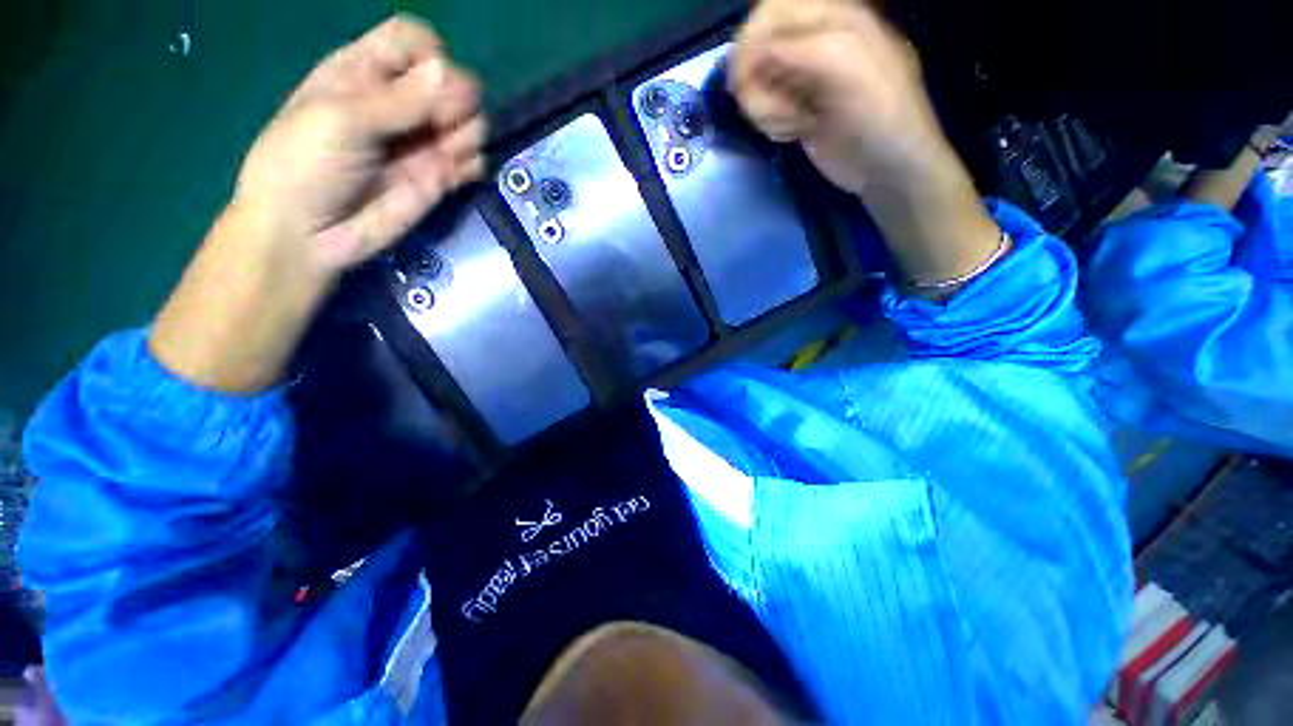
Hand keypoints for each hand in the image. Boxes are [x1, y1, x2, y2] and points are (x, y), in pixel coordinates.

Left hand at [235, 15, 484, 277]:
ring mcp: (422, 143)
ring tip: (447, 152)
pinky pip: (473, 162)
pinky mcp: (439, 178)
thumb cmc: (305, 165)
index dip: (431, 56)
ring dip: (468, 132)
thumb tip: (454, 76)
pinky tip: (457, 172)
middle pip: (451, 82)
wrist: (309, 234)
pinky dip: (473, 164)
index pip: (415, 43)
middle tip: (441, 123)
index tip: (430, 82)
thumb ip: (400, 100)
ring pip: (469, 122)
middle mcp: (400, 104)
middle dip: (457, 99)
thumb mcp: (341, 119)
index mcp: (364, 73)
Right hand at [731, 0, 944, 196]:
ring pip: (756, 82)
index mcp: (832, 15)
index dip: (750, 43)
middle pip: (756, 48)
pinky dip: (771, 123)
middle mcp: (813, 40)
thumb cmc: (876, 114)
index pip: (770, 11)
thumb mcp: (841, 64)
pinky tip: (795, 131)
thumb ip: (793, 48)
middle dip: (757, 83)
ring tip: (796, 122)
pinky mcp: (796, 108)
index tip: (744, 82)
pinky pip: (764, 107)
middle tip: (777, 109)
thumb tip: (748, 58)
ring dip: (766, 108)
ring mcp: (803, 77)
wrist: (886, 169)